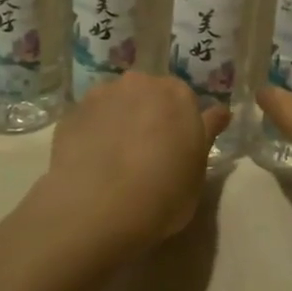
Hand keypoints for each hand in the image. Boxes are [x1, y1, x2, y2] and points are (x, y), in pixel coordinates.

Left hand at [38, 72, 229, 255]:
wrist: (98, 208)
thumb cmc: (163, 194)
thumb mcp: (197, 172)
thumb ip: (206, 135)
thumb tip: (220, 112)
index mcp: (178, 94)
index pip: (184, 100)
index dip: (179, 125)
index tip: (175, 149)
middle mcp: (140, 83)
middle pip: (148, 95)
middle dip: (148, 116)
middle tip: (146, 153)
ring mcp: (102, 95)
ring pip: (116, 104)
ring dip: (118, 121)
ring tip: (113, 160)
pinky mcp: (71, 113)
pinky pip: (89, 120)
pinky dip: (92, 134)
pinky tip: (90, 163)